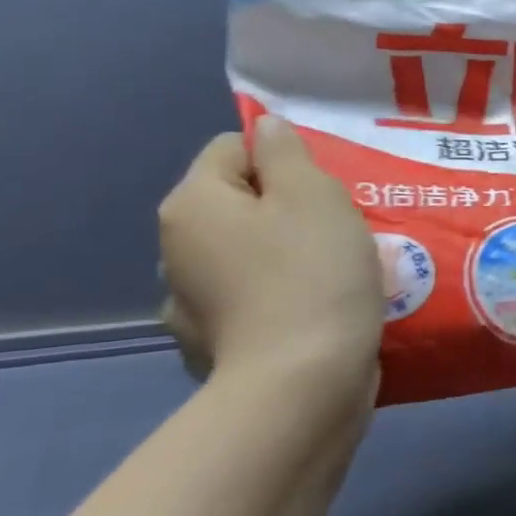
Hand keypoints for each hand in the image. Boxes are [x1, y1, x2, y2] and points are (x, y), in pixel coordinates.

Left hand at [158, 115, 383, 406]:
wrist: (302, 385)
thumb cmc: (311, 273)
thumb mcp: (313, 194)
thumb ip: (287, 152)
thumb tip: (267, 130)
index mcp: (192, 206)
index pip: (233, 150)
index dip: (285, 160)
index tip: (326, 191)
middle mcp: (176, 252)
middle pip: (241, 205)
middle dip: (289, 211)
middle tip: (340, 229)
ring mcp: (191, 307)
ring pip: (249, 255)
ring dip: (285, 256)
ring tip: (336, 273)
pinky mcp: (216, 348)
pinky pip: (253, 302)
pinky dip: (280, 300)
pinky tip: (315, 312)